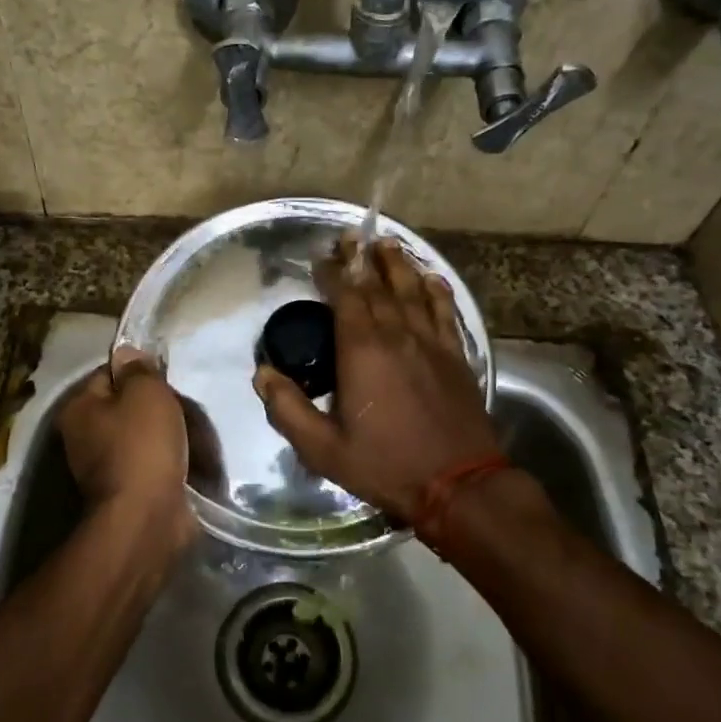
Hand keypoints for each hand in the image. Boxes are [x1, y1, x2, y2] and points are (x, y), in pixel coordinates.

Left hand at [58, 346, 194, 545]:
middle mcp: (84, 437)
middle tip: (185, 407)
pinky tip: (193, 459)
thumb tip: (127, 353)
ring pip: (144, 436)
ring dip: (168, 435)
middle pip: (127, 407)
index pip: (107, 374)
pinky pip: (154, 464)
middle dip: (157, 407)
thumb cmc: (143, 446)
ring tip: (196, 434)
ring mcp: (105, 468)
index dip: (138, 372)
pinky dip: (171, 462)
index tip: (165, 378)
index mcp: (79, 409)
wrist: (148, 517)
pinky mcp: (129, 491)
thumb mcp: (145, 393)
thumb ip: (138, 369)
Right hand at [254, 237, 500, 524]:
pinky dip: (437, 290)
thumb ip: (288, 410)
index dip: (332, 273)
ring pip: (413, 291)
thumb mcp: (323, 449)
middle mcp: (397, 335)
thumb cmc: (385, 465)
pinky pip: (445, 312)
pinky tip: (432, 278)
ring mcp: (431, 343)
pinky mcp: (456, 356)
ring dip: (398, 265)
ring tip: (387, 243)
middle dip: (361, 259)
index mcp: (362, 351)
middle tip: (350, 237)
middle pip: (378, 285)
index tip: (320, 257)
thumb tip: (262, 374)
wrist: (458, 484)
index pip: (345, 297)